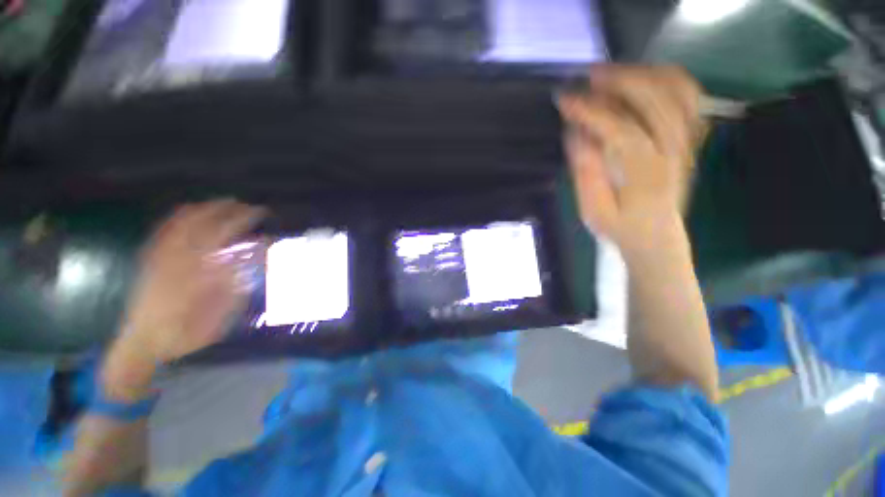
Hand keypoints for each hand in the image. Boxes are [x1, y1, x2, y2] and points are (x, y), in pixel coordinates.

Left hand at [116, 200, 266, 366]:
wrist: (140, 343)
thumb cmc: (185, 333)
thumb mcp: (217, 317)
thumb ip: (237, 286)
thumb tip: (254, 259)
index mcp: (200, 274)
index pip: (228, 241)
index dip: (247, 227)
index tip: (266, 223)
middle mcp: (180, 260)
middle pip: (208, 226)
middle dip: (233, 213)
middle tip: (252, 208)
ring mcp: (162, 257)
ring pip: (185, 223)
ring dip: (208, 209)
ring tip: (227, 202)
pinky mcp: (151, 259)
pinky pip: (164, 230)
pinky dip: (180, 216)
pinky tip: (191, 209)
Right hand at [557, 65, 704, 252]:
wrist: (655, 238)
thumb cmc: (619, 227)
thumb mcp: (592, 209)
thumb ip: (586, 171)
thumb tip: (576, 134)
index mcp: (645, 175)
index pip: (620, 130)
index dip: (591, 112)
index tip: (565, 101)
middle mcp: (673, 152)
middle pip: (656, 100)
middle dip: (620, 81)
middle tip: (589, 77)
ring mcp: (686, 142)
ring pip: (679, 92)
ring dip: (645, 74)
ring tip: (614, 72)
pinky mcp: (689, 139)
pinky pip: (690, 98)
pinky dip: (669, 79)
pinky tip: (644, 78)